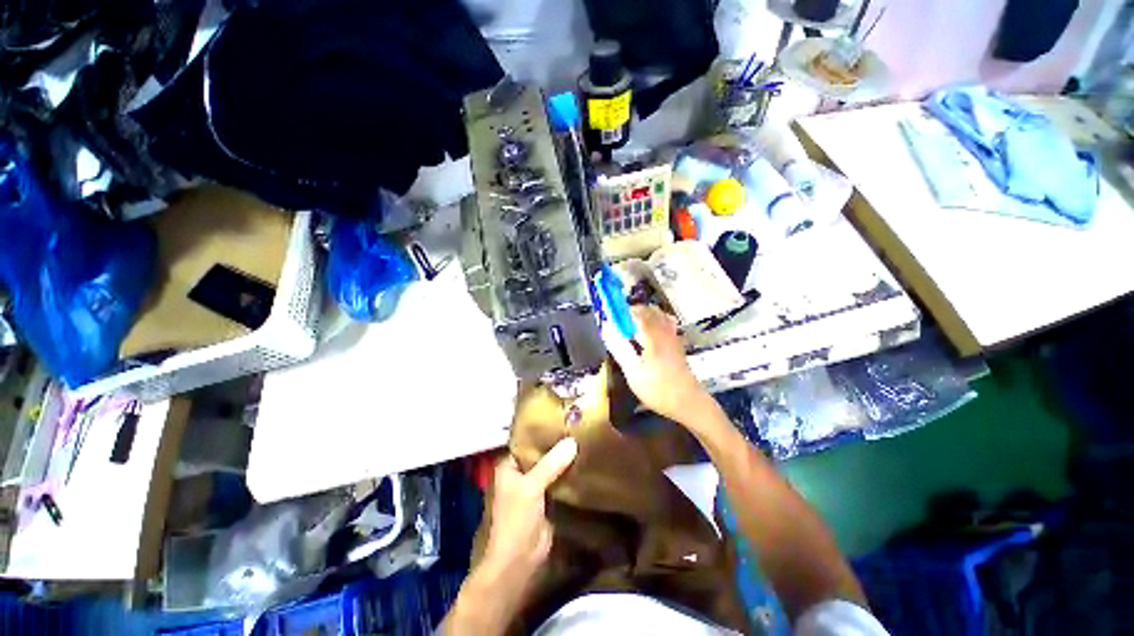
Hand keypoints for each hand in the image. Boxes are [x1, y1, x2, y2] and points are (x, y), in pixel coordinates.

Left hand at [481, 437, 578, 584]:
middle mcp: (520, 472)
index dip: (541, 431)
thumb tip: (572, 442)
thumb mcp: (531, 487)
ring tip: (583, 439)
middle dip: (556, 444)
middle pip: (540, 453)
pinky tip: (583, 462)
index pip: (525, 440)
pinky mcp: (547, 499)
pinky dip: (568, 474)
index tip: (560, 418)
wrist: (519, 560)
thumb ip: (551, 464)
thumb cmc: (515, 519)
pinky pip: (558, 480)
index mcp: (509, 465)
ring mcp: (534, 486)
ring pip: (550, 467)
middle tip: (576, 427)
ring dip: (564, 458)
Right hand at [601, 305, 709, 422]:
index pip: (634, 312)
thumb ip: (619, 348)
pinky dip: (652, 321)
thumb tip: (606, 329)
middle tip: (615, 326)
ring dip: (640, 316)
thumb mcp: (633, 372)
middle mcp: (664, 329)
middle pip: (646, 309)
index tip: (607, 319)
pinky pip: (663, 321)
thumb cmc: (658, 389)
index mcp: (652, 335)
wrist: (688, 403)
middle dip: (628, 313)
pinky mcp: (676, 341)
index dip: (619, 312)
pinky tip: (645, 334)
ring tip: (628, 330)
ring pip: (656, 313)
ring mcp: (673, 334)